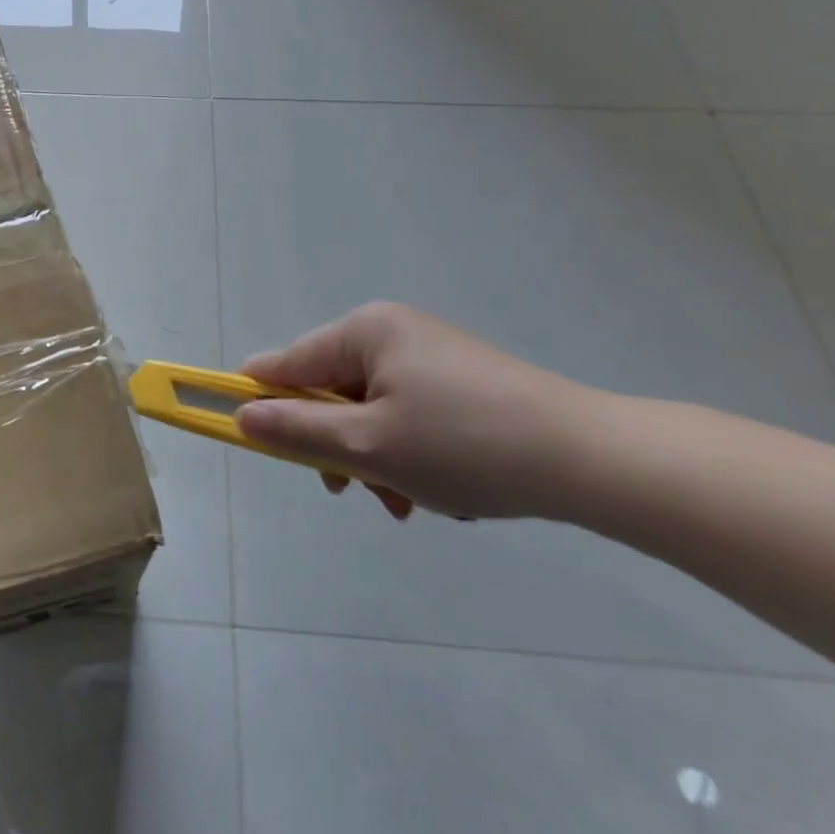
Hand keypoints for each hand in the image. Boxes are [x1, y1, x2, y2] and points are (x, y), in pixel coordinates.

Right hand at [236, 303, 603, 519]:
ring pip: (369, 411)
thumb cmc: (465, 446)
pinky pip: (407, 414)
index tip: (261, 447)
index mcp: (363, 331)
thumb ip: (296, 429)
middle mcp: (391, 331)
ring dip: (375, 459)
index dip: (262, 403)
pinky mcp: (460, 380)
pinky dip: (409, 452)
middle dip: (336, 446)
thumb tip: (241, 415)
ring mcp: (429, 354)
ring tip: (409, 502)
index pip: (285, 363)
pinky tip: (441, 489)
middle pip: (329, 390)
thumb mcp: (367, 446)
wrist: (593, 460)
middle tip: (356, 492)